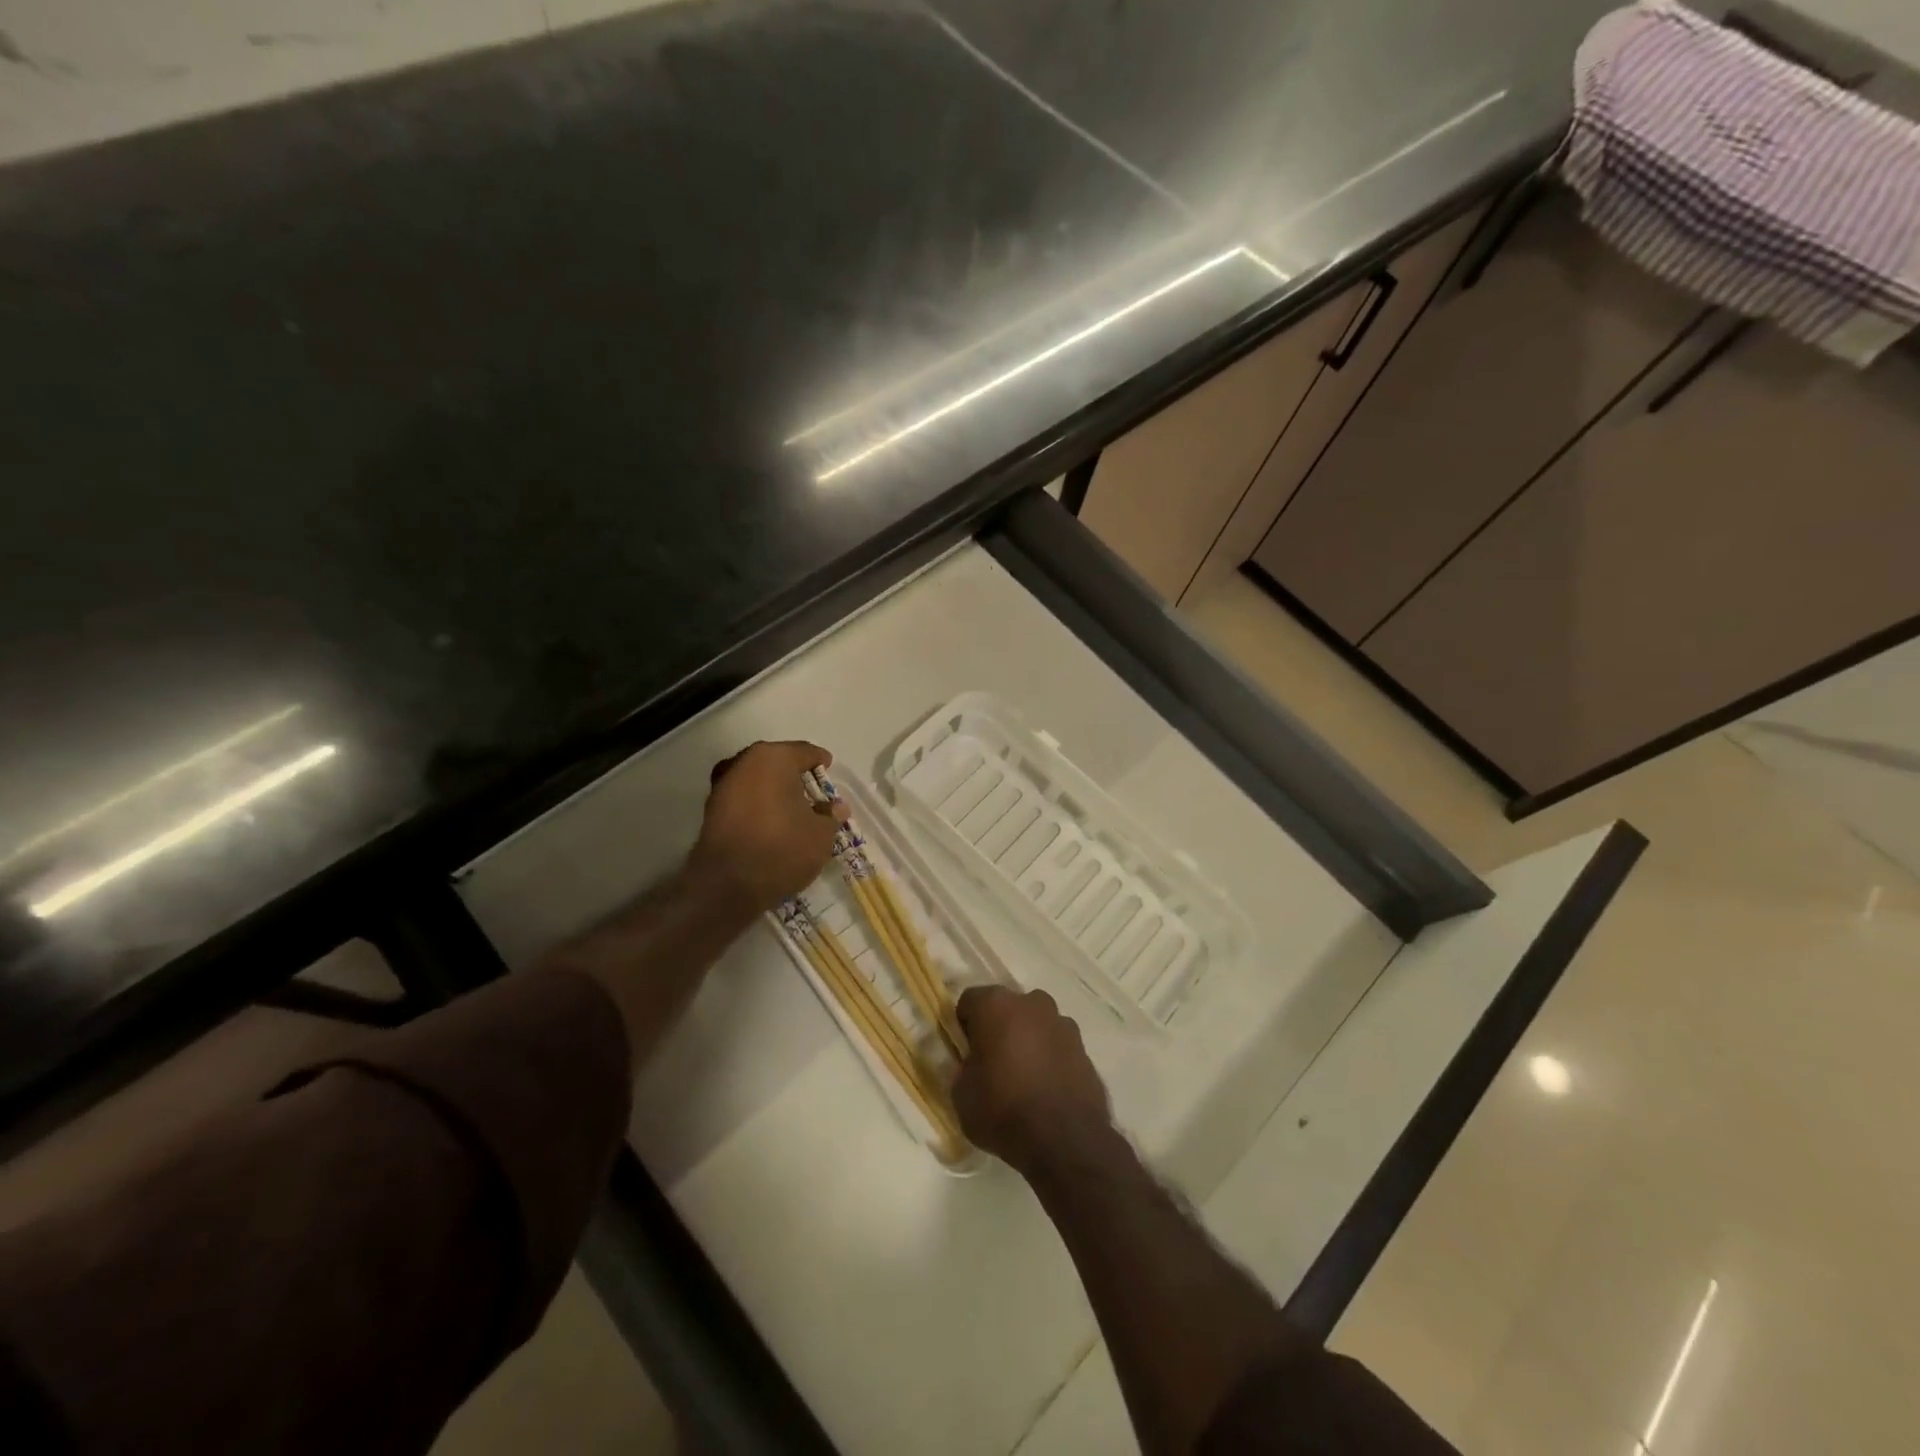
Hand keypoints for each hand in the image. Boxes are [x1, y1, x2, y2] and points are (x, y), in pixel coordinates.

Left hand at [688, 740, 848, 911]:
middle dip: (794, 774)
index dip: (820, 761)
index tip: (829, 770)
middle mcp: (744, 762)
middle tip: (812, 790)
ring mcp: (723, 785)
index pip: (805, 752)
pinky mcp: (711, 810)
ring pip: (756, 778)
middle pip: (777, 761)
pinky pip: (743, 798)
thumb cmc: (782, 848)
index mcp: (774, 758)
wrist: (728, 885)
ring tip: (791, 807)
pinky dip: (757, 804)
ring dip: (773, 789)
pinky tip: (770, 821)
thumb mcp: (821, 834)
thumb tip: (836, 806)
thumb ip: (830, 815)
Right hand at [952, 986, 1112, 1172]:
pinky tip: (1046, 1088)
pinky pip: (1057, 1045)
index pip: (970, 1001)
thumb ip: (964, 1069)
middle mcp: (1031, 1003)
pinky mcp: (1084, 1047)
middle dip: (998, 1028)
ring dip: (1027, 1040)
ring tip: (1023, 1079)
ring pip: (1035, 1024)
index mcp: (996, 1005)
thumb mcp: (962, 1096)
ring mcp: (1062, 1022)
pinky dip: (1050, 1057)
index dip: (964, 1026)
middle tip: (992, 1064)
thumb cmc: (1004, 1111)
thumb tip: (974, 1066)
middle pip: (1006, 1008)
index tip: (965, 1052)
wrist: (1066, 1141)